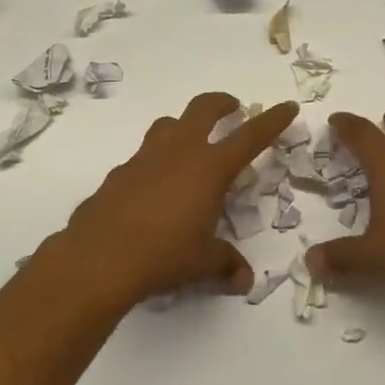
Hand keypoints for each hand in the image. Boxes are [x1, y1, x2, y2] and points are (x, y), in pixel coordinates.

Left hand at [37, 92, 298, 312]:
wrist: (98, 259)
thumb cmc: (163, 255)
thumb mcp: (202, 262)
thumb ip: (226, 264)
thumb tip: (244, 281)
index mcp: (210, 168)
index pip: (251, 136)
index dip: (272, 120)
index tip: (287, 107)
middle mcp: (179, 152)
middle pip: (203, 108)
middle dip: (222, 103)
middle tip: (232, 108)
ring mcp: (144, 158)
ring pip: (168, 125)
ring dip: (184, 126)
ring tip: (190, 144)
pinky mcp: (118, 174)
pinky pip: (142, 157)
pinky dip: (155, 162)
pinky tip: (153, 189)